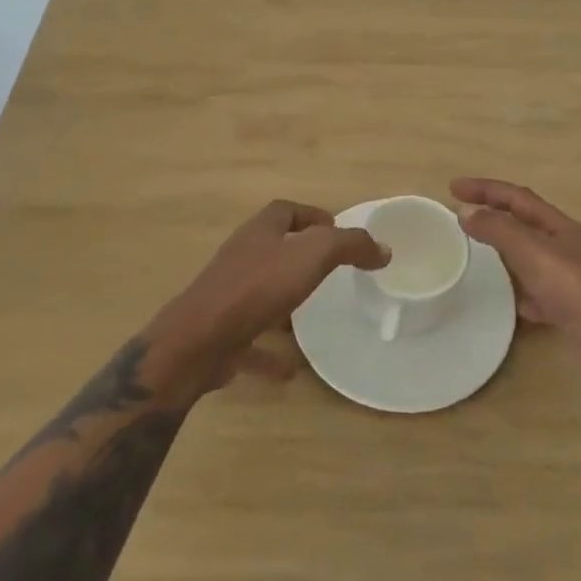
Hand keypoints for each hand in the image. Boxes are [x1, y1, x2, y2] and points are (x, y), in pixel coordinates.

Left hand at [151, 199, 387, 394]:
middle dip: (299, 258)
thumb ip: (349, 246)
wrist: (198, 341)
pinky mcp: (221, 333)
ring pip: (261, 293)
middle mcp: (241, 258)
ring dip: (284, 303)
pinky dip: (271, 352)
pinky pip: (252, 340)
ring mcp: (227, 296)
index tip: (337, 231)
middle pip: (272, 249)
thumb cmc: (257, 287)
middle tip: (330, 273)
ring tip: (312, 318)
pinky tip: (291, 369)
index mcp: (260, 232)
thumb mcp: (313, 255)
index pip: (286, 211)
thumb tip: (382, 248)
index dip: (312, 215)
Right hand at [450, 176, 580, 379]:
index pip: (517, 197)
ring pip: (532, 259)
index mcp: (561, 226)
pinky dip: (522, 293)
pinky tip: (510, 304)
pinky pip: (540, 294)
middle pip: (525, 224)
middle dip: (495, 217)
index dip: (486, 189)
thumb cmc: (579, 290)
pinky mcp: (574, 311)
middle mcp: (569, 247)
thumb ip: (499, 231)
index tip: (453, 187)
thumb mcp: (535, 253)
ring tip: (479, 258)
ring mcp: (574, 279)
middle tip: (463, 219)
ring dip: (506, 254)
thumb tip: (466, 211)